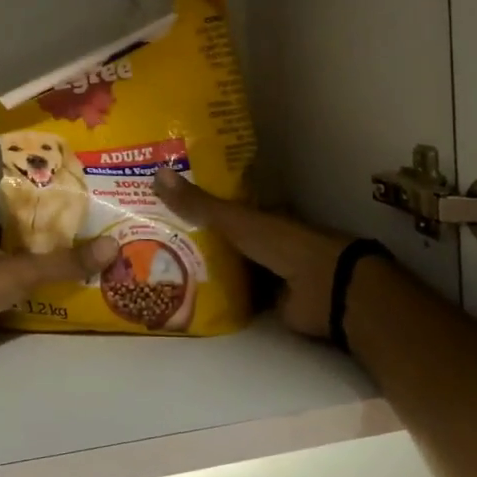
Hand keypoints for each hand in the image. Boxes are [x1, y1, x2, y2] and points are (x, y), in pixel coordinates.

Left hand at [0, 230, 120, 376]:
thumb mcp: (25, 271)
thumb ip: (65, 262)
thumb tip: (112, 246)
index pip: (13, 231)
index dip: (37, 233)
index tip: (65, 238)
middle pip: (8, 260)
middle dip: (34, 264)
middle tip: (71, 269)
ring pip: (0, 289)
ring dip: (23, 292)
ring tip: (61, 295)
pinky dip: (10, 317)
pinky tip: (33, 322)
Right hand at [153, 169, 349, 338]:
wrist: (323, 289)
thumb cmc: (283, 245)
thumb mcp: (236, 220)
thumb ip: (199, 204)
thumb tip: (157, 173)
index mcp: (262, 214)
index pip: (225, 206)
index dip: (198, 205)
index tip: (164, 205)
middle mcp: (264, 240)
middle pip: (224, 239)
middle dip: (195, 240)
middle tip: (152, 239)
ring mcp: (267, 272)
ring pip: (229, 268)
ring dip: (204, 270)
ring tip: (160, 270)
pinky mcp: (267, 302)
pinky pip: (236, 297)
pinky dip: (217, 298)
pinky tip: (185, 299)